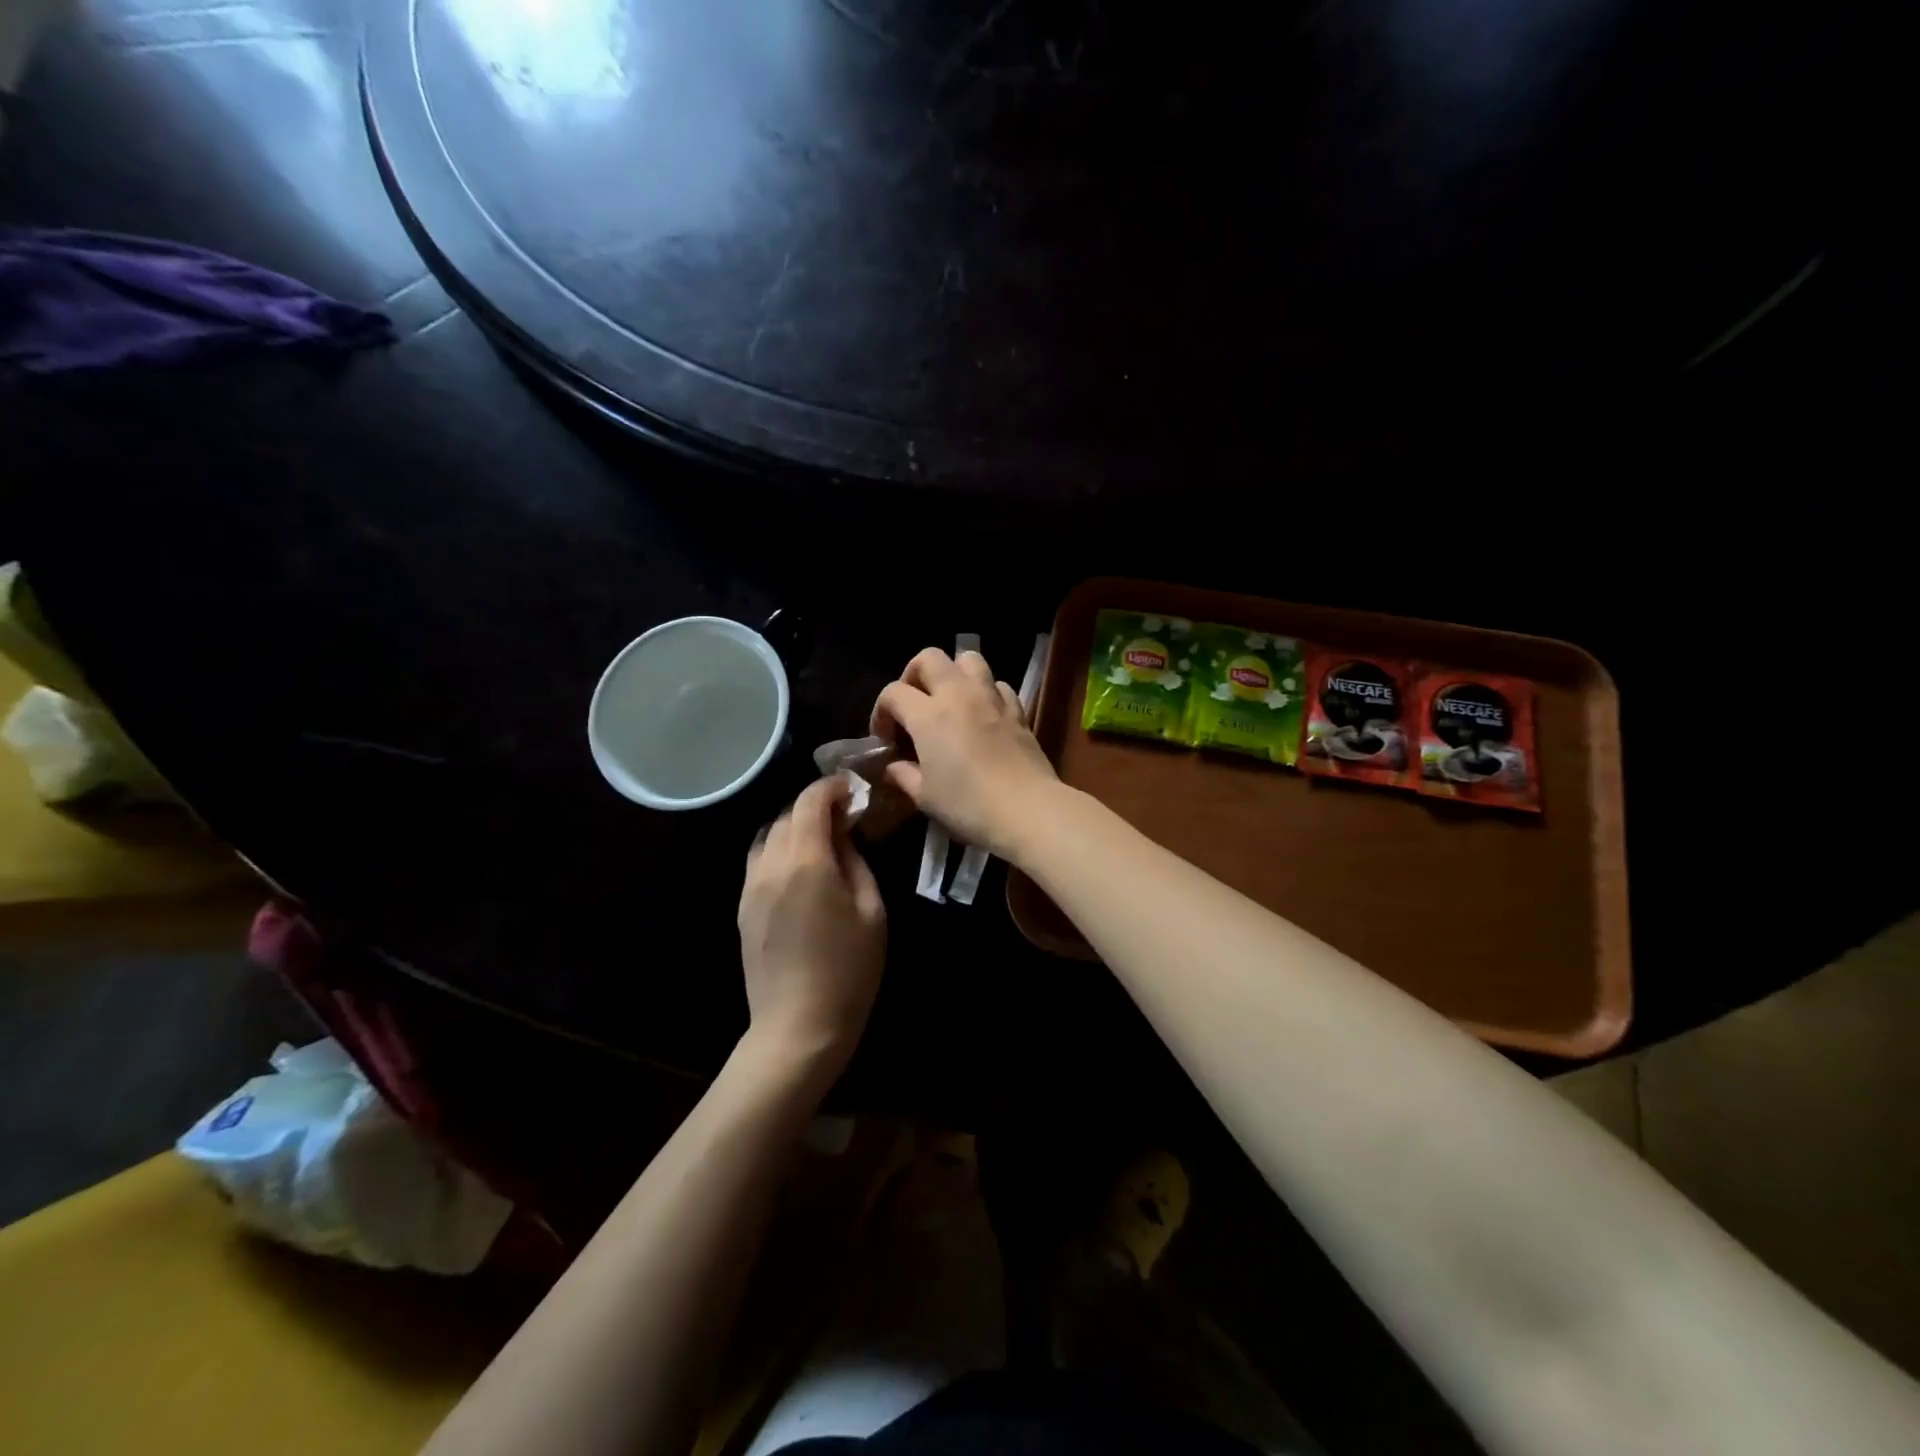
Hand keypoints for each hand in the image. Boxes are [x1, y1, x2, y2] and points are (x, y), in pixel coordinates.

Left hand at [738, 776, 886, 1079]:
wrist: (797, 1026)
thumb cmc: (848, 970)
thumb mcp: (872, 912)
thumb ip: (856, 862)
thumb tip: (844, 835)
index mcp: (806, 861)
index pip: (810, 801)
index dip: (831, 787)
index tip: (852, 789)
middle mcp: (770, 865)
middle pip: (786, 815)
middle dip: (814, 806)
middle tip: (844, 816)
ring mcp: (750, 886)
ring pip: (767, 836)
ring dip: (794, 827)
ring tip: (821, 840)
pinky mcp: (742, 907)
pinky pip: (758, 861)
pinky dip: (778, 850)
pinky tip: (799, 868)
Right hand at [871, 647, 1063, 860]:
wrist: (1027, 809)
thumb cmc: (968, 805)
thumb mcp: (925, 796)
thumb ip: (904, 775)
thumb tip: (894, 766)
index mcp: (928, 714)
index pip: (893, 693)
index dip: (881, 712)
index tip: (885, 738)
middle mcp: (958, 694)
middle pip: (929, 658)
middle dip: (913, 675)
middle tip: (913, 706)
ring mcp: (991, 698)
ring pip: (968, 660)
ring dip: (953, 673)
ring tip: (949, 701)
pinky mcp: (1017, 710)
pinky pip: (997, 685)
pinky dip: (985, 692)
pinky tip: (982, 716)